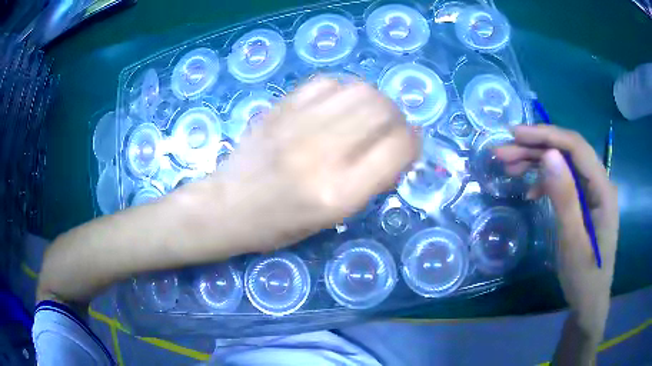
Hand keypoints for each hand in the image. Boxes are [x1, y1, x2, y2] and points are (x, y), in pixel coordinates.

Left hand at [206, 78, 419, 252]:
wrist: (227, 206)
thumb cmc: (280, 225)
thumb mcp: (334, 218)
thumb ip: (372, 180)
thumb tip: (399, 145)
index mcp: (340, 193)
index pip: (399, 148)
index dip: (413, 142)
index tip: (408, 145)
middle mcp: (322, 154)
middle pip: (383, 110)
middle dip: (396, 118)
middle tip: (388, 129)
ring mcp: (298, 125)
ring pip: (360, 89)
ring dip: (373, 100)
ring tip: (364, 116)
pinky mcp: (280, 108)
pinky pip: (327, 83)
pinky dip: (342, 91)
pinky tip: (335, 107)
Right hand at [495, 125, 618, 337]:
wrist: (589, 303)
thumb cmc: (584, 277)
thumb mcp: (573, 241)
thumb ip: (565, 198)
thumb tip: (549, 156)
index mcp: (603, 189)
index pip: (576, 147)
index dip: (547, 135)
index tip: (515, 134)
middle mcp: (599, 183)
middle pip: (568, 153)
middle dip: (536, 148)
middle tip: (503, 152)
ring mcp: (592, 193)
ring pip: (564, 165)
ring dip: (537, 162)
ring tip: (510, 166)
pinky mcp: (584, 203)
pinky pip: (564, 183)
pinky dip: (545, 181)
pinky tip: (530, 190)